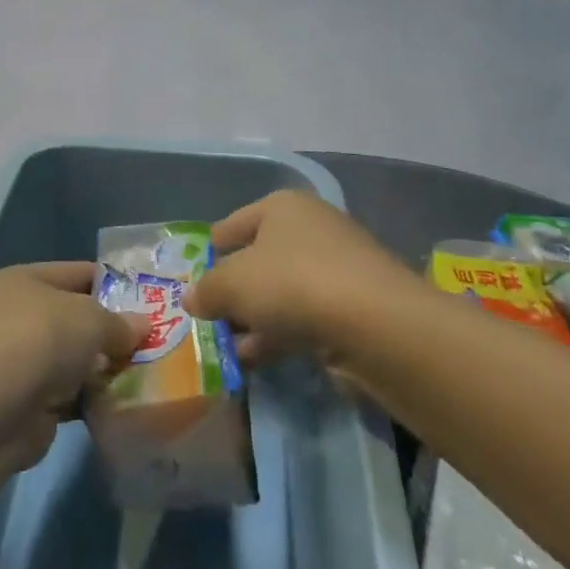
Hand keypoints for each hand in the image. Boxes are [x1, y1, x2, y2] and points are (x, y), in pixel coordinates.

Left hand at [0, 263, 148, 462]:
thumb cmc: (40, 340)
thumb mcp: (89, 318)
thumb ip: (119, 322)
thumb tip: (142, 326)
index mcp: (22, 281)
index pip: (75, 273)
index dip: (112, 282)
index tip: (149, 296)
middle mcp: (17, 317)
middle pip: (74, 318)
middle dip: (111, 330)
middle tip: (155, 338)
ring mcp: (20, 362)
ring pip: (74, 360)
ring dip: (104, 368)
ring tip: (149, 371)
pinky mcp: (28, 404)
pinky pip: (71, 395)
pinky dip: (93, 398)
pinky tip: (125, 402)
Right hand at [185, 191, 415, 366]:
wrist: (378, 325)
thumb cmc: (293, 283)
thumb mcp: (232, 284)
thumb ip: (206, 290)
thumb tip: (191, 298)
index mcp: (281, 207)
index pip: (231, 225)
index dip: (210, 253)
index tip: (194, 283)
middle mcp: (311, 228)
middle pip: (258, 260)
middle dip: (234, 293)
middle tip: (209, 321)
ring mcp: (337, 268)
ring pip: (282, 293)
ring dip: (255, 321)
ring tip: (228, 350)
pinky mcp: (355, 306)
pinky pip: (305, 318)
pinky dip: (281, 336)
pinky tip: (258, 362)